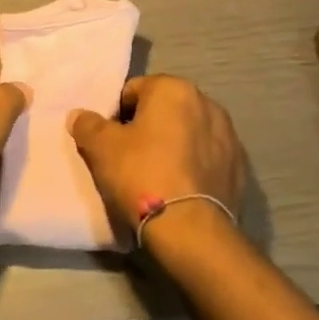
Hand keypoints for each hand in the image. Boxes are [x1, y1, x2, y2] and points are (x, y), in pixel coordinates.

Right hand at [68, 75, 243, 243]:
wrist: (190, 229)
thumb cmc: (142, 175)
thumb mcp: (102, 148)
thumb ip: (87, 125)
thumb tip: (79, 115)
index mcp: (174, 89)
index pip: (134, 90)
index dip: (116, 114)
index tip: (110, 141)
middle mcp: (207, 103)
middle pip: (164, 109)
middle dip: (147, 127)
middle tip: (128, 157)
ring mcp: (229, 135)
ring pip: (188, 133)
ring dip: (173, 145)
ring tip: (156, 175)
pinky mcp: (239, 167)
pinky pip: (206, 158)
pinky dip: (192, 165)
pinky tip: (179, 188)